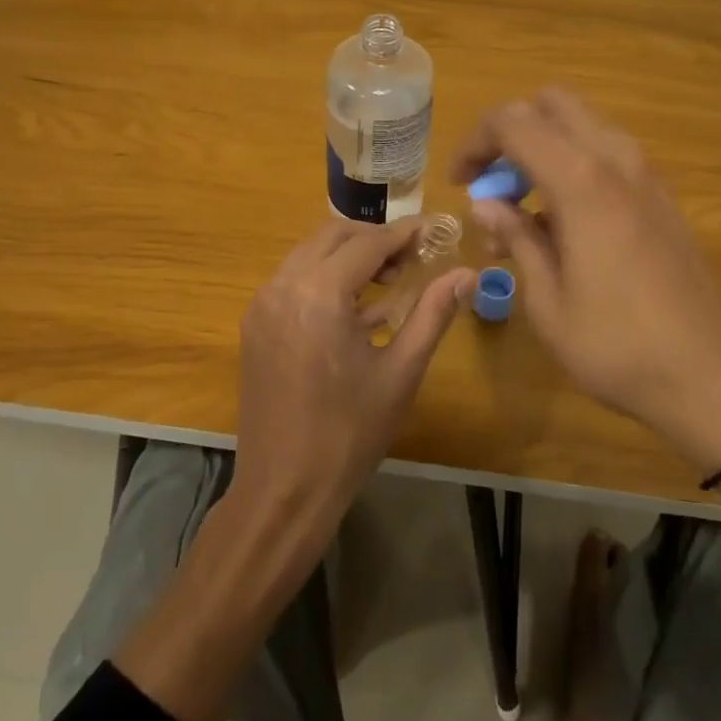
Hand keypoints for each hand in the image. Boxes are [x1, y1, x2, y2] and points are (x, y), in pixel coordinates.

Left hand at [231, 216, 472, 565]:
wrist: (284, 489)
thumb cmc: (350, 433)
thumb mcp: (401, 372)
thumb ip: (433, 314)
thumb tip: (466, 274)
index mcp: (319, 295)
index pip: (367, 243)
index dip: (404, 234)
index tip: (434, 231)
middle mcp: (283, 286)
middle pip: (332, 235)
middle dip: (374, 239)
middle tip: (411, 259)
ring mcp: (262, 304)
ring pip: (309, 253)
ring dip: (348, 255)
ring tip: (387, 281)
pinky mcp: (254, 324)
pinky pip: (293, 279)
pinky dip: (324, 276)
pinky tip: (353, 307)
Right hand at [450, 89, 720, 475]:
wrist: (710, 378)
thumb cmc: (616, 345)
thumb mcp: (547, 300)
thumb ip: (516, 237)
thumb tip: (486, 204)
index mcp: (581, 180)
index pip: (513, 122)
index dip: (475, 142)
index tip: (459, 183)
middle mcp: (617, 160)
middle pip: (552, 104)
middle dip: (511, 131)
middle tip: (491, 182)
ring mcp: (647, 175)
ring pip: (584, 124)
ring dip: (544, 147)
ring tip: (522, 210)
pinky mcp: (663, 196)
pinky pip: (609, 153)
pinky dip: (575, 164)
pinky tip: (564, 222)